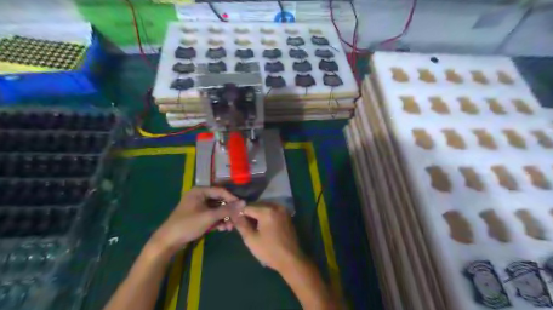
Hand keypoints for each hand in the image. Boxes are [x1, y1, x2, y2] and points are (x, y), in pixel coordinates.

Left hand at [151, 186, 242, 253]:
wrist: (168, 242)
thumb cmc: (188, 225)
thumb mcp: (209, 217)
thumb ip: (227, 209)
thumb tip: (244, 203)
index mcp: (200, 191)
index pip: (221, 191)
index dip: (232, 199)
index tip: (242, 208)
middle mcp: (199, 196)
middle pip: (219, 200)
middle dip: (228, 211)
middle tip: (237, 220)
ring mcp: (198, 206)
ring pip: (216, 209)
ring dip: (224, 217)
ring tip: (230, 227)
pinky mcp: (198, 215)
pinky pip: (211, 215)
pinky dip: (218, 221)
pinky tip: (223, 229)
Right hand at [231, 205, 301, 272]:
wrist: (291, 260)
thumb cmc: (269, 251)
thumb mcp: (251, 239)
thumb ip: (241, 224)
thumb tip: (234, 215)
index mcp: (267, 210)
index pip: (247, 207)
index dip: (239, 214)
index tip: (235, 222)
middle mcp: (276, 206)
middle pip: (257, 206)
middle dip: (249, 214)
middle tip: (242, 225)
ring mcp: (283, 210)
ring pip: (265, 208)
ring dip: (257, 214)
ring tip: (251, 226)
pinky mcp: (287, 216)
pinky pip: (272, 211)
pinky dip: (265, 216)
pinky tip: (262, 226)